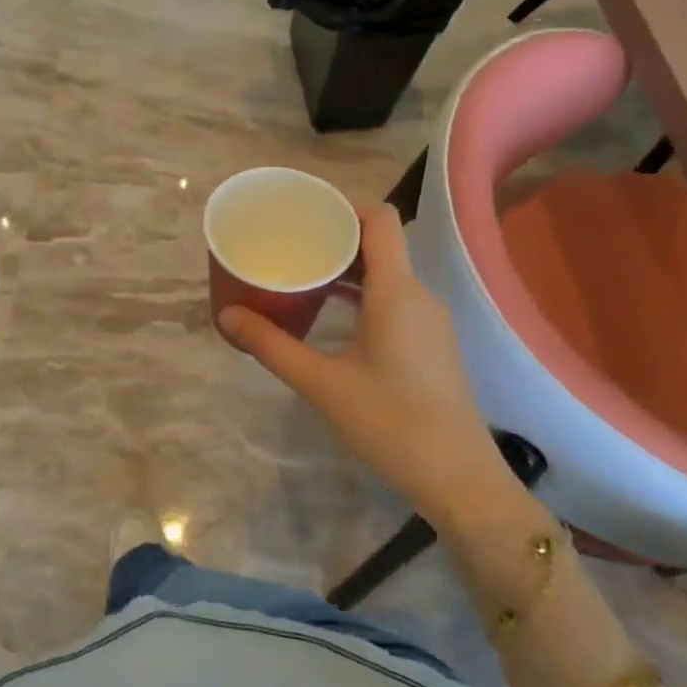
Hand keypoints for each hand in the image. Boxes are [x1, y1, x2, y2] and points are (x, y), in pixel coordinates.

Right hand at [219, 204, 510, 521]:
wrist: (460, 481)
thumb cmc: (391, 423)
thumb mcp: (321, 383)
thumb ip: (271, 345)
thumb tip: (227, 316)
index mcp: (397, 291)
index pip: (379, 219)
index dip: (343, 206)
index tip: (304, 212)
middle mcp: (419, 295)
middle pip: (380, 243)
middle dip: (335, 237)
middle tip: (290, 241)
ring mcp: (429, 320)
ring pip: (388, 272)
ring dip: (348, 267)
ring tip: (303, 271)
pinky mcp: (431, 343)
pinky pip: (395, 297)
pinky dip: (363, 292)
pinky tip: (332, 311)